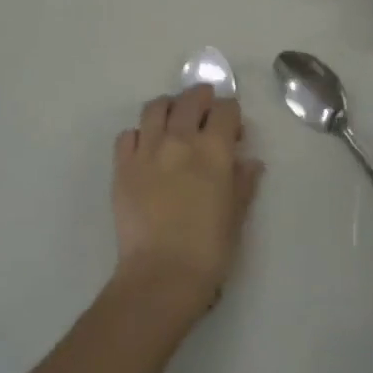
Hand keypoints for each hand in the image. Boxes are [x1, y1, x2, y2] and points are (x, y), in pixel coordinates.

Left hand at [112, 85, 263, 312]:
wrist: (161, 275)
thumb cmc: (209, 249)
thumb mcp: (237, 215)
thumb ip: (243, 182)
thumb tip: (250, 162)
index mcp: (213, 149)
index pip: (225, 109)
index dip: (231, 113)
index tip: (233, 128)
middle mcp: (180, 139)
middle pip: (190, 99)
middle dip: (201, 97)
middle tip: (205, 108)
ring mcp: (147, 150)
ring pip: (155, 107)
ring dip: (168, 107)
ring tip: (173, 119)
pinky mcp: (122, 166)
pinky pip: (127, 135)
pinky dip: (138, 134)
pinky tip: (145, 148)